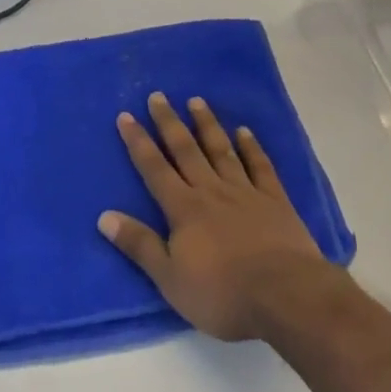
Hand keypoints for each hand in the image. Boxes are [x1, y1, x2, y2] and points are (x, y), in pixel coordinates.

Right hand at [98, 93, 343, 341]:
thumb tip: (104, 216)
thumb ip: (139, 245)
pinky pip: (260, 167)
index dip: (138, 142)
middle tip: (158, 96)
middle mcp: (211, 191)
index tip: (126, 115)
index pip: (154, 169)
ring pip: (221, 150)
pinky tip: (244, 131)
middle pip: (186, 150)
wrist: (285, 296)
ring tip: (196, 101)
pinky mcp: (275, 201)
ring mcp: (245, 192)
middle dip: (169, 122)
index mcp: (184, 209)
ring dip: (207, 125)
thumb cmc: (222, 294)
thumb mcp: (170, 279)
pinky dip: (251, 147)